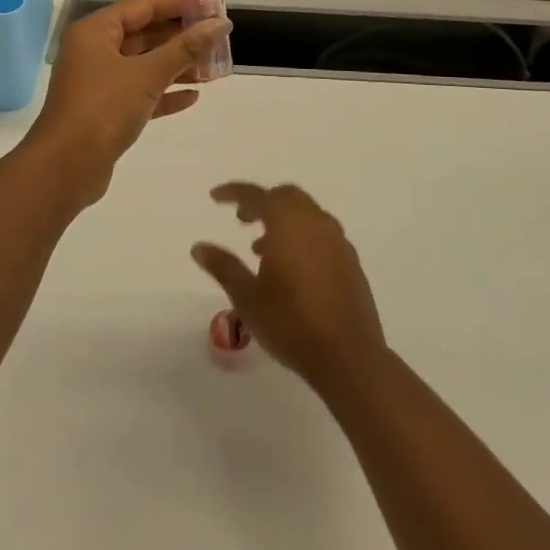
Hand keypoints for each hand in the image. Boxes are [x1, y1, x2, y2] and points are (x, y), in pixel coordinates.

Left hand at [22, 0, 230, 206]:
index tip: (210, 4)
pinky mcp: (105, 111)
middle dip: (180, 37)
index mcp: (96, 31)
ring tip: (213, 69)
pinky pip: (140, 93)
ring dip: (176, 66)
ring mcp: (98, 82)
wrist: (65, 169)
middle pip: (143, 35)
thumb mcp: (148, 74)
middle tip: (216, 37)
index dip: (177, 4)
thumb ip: (186, 48)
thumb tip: (221, 24)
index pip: (142, 6)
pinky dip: (164, 93)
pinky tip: (192, 97)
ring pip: (144, 65)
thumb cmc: (103, 108)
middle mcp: (94, 51)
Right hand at [192, 182, 387, 388]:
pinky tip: (292, 267)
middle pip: (286, 196)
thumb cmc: (291, 323)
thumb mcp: (247, 298)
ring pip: (306, 213)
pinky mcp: (350, 260)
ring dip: (283, 220)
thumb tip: (198, 247)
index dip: (234, 192)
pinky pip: (321, 232)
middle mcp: (315, 222)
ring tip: (262, 249)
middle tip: (242, 220)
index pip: (257, 195)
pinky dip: (302, 235)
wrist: (348, 357)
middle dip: (262, 202)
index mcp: (288, 223)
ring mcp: (337, 240)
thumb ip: (223, 267)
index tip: (215, 196)